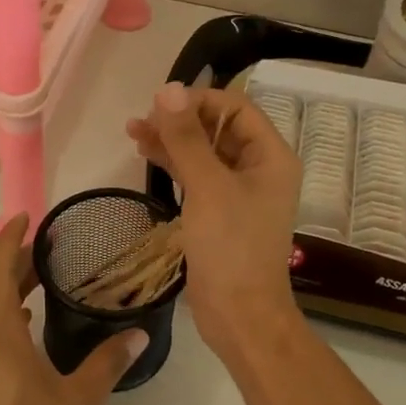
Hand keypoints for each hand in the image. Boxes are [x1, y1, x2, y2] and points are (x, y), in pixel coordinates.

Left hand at [0, 214, 145, 404]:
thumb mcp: (79, 400)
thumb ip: (108, 362)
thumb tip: (138, 332)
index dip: (10, 240)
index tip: (26, 217)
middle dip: (17, 261)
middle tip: (49, 243)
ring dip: (13, 289)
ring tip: (45, 276)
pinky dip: (11, 315)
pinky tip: (31, 324)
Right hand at [127, 83, 302, 359]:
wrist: (241, 314)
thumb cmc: (231, 248)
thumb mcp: (208, 188)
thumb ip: (188, 138)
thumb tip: (169, 90)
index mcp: (271, 156)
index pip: (236, 108)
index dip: (199, 101)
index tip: (161, 106)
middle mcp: (259, 169)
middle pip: (218, 128)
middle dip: (181, 120)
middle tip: (142, 121)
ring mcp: (238, 193)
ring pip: (204, 153)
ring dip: (173, 141)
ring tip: (134, 132)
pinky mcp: (219, 214)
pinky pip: (197, 178)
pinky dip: (174, 165)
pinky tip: (147, 155)